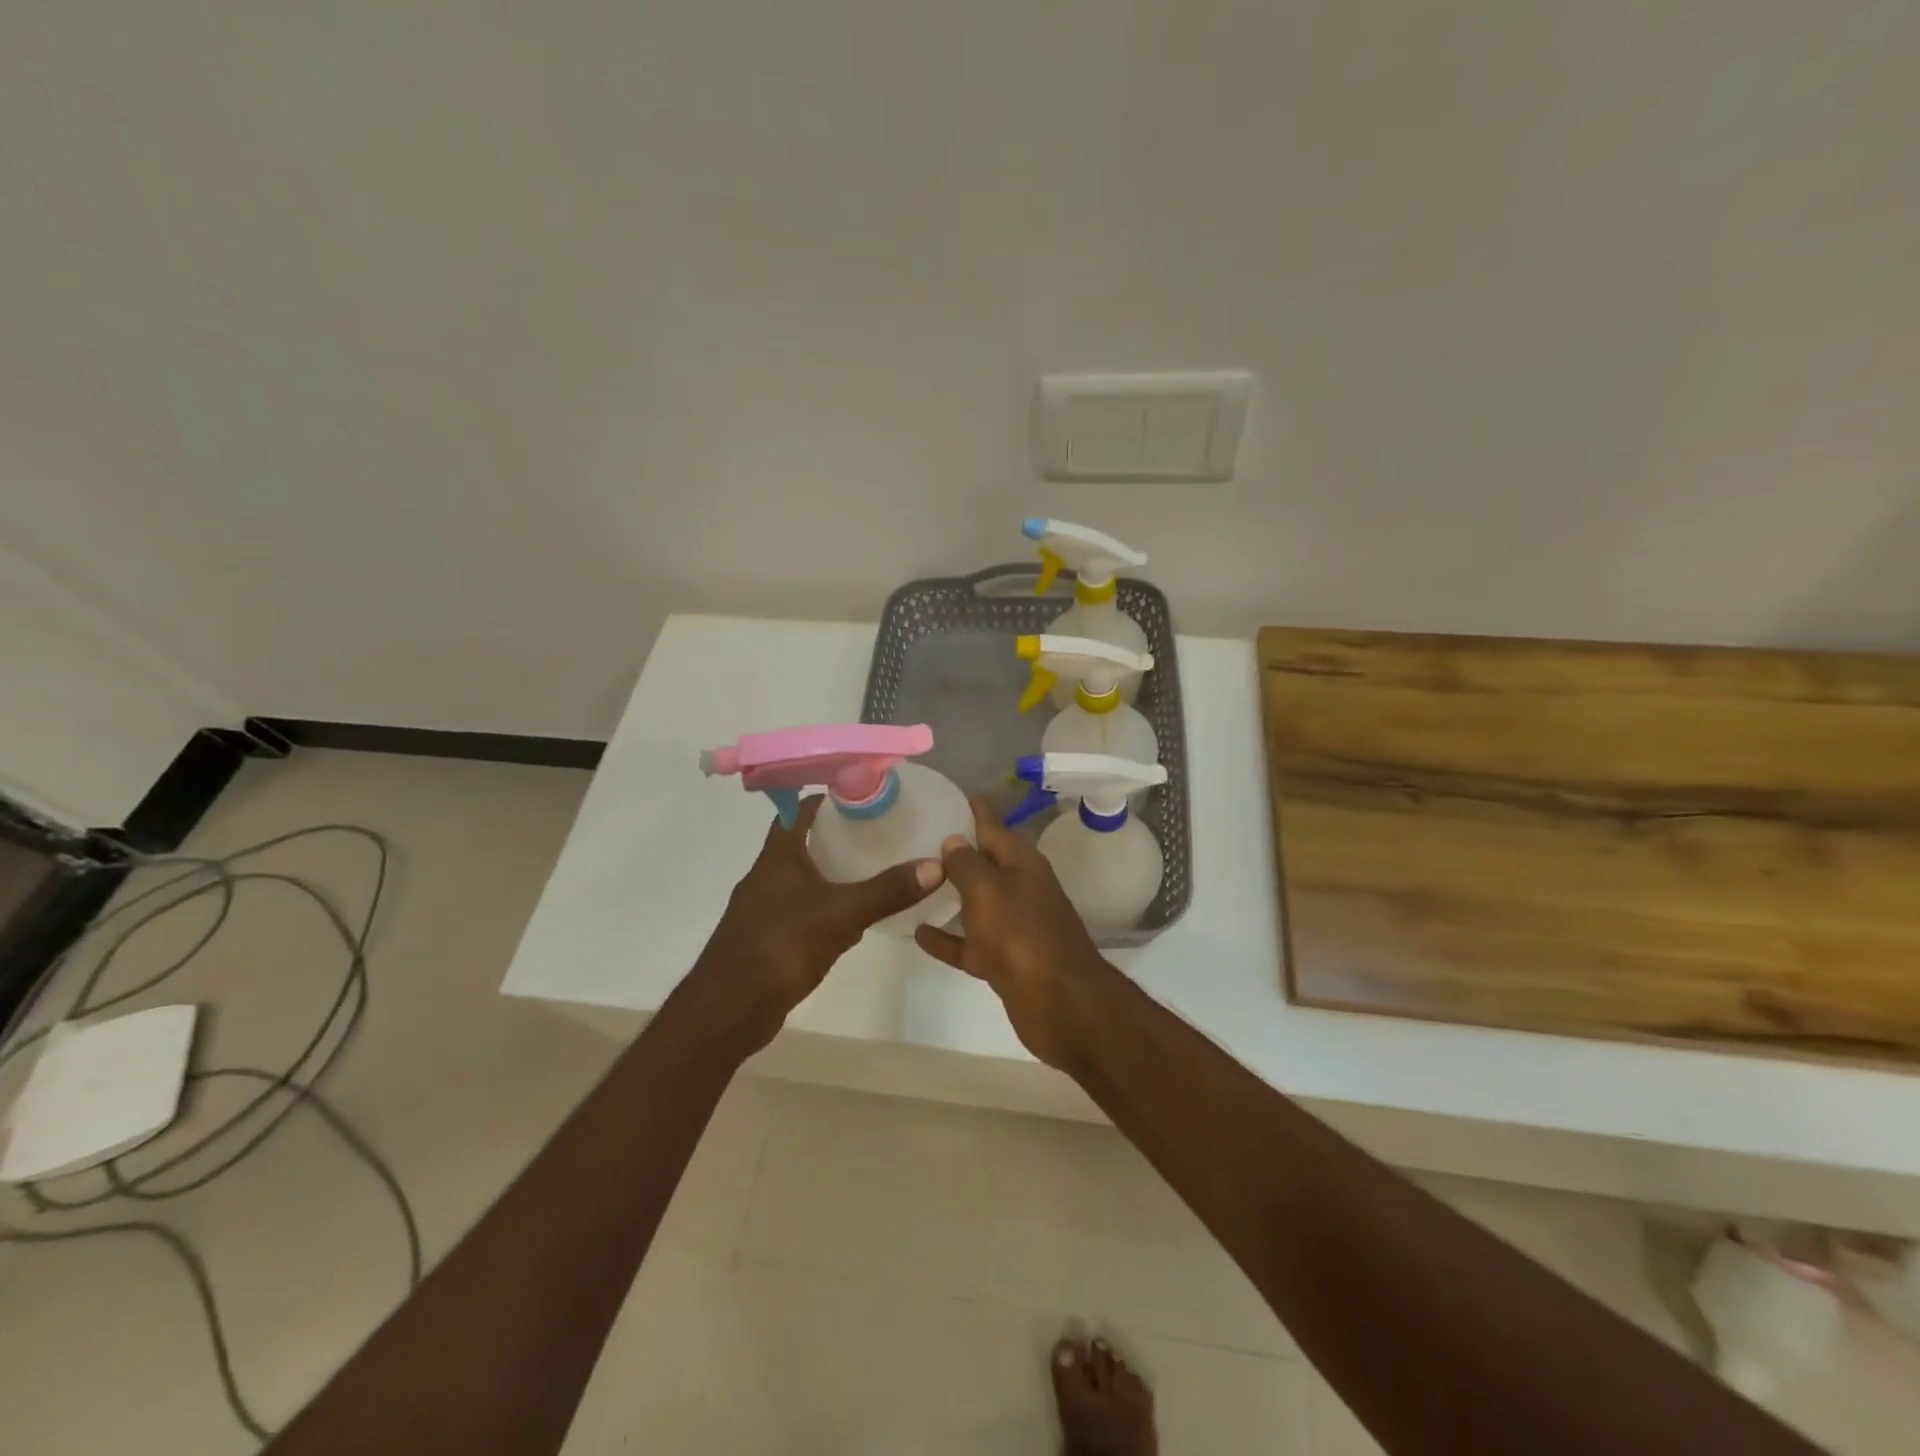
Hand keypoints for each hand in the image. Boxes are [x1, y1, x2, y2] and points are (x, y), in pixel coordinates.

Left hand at [684, 796, 944, 1055]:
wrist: (727, 1010)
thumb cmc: (780, 947)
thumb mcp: (841, 914)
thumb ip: (886, 891)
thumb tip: (936, 865)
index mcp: (778, 857)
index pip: (799, 811)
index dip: (827, 799)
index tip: (862, 795)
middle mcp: (767, 876)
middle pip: (803, 843)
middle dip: (837, 836)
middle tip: (878, 831)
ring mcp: (764, 909)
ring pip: (803, 879)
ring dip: (831, 873)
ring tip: (872, 870)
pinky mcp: (768, 939)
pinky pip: (802, 912)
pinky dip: (825, 908)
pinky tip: (851, 921)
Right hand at [914, 798, 1112, 1070]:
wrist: (1060, 1003)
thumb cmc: (1021, 934)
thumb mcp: (988, 889)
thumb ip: (967, 863)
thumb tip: (954, 840)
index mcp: (1022, 864)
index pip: (994, 826)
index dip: (975, 810)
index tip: (953, 793)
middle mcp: (1020, 890)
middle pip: (985, 864)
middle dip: (957, 852)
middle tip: (918, 837)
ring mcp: (1013, 927)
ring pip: (976, 903)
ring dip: (950, 895)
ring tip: (914, 881)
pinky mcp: (1004, 961)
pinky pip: (969, 943)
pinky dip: (947, 938)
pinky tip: (917, 933)